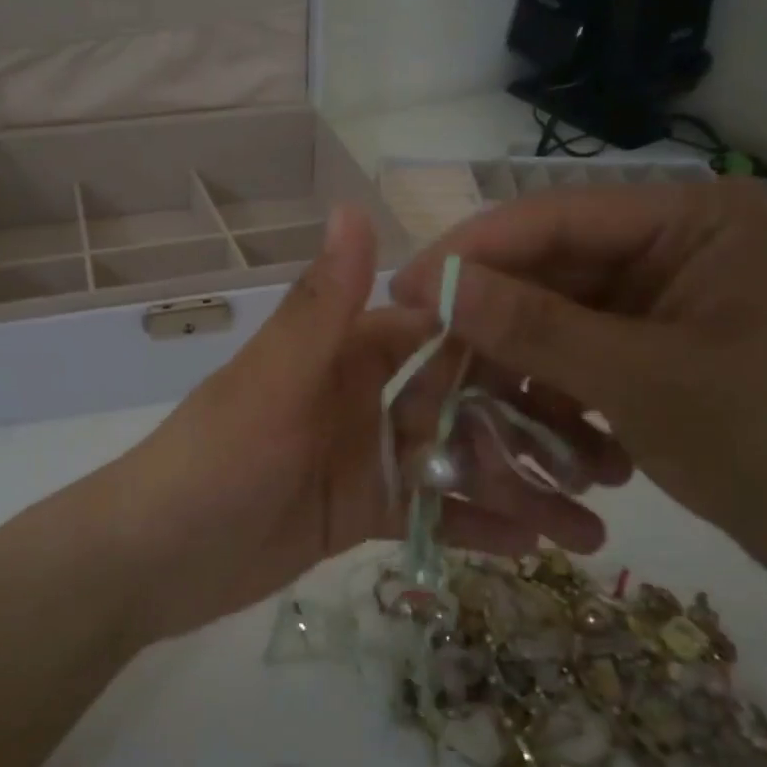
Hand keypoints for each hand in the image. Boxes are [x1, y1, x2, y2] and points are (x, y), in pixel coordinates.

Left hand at [105, 206, 627, 644]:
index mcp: (343, 353)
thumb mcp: (272, 383)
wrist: (153, 560)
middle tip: (614, 461)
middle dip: (529, 426)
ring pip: (454, 462)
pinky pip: (431, 513)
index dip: (505, 342)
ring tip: (595, 525)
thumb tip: (354, 206)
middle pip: (460, 401)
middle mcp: (361, 396)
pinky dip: (476, 527)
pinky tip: (539, 548)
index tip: (584, 358)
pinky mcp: (362, 513)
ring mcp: (365, 456)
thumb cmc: (213, 461)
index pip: (438, 333)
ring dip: (517, 486)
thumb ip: (320, 306)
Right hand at [389, 179, 766, 604]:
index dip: (471, 255)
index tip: (402, 294)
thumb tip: (430, 283)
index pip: (554, 218)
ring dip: (531, 378)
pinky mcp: (665, 352)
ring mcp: (670, 302)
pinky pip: (585, 361)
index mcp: (694, 218)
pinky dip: (565, 402)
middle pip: (552, 273)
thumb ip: (531, 326)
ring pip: (560, 324)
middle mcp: (678, 246)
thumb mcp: (645, 382)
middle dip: (496, 328)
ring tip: (505, 430)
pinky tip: (573, 455)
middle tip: (431, 367)